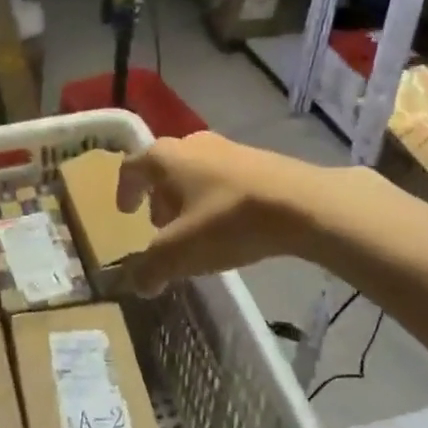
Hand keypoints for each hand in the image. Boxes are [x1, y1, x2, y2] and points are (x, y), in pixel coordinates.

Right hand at [116, 132, 339, 294]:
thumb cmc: (228, 220)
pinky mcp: (258, 160)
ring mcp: (228, 147)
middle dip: (158, 197)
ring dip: (187, 198)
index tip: (126, 213)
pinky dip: (214, 198)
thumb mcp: (180, 252)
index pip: (132, 167)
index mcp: (166, 157)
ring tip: (195, 229)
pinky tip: (229, 225)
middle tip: (160, 226)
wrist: (303, 204)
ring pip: (195, 172)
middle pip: (164, 168)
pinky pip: (223, 177)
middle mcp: (192, 143)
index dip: (124, 190)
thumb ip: (150, 268)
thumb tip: (136, 283)